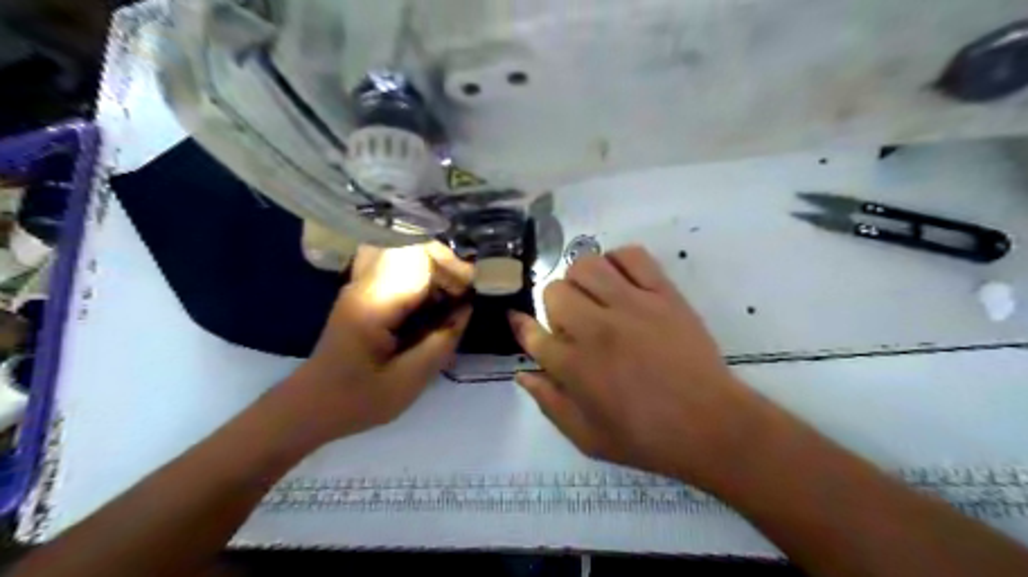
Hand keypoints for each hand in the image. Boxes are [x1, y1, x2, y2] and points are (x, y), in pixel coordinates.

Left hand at [279, 241, 473, 441]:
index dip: (453, 268)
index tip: (474, 292)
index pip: (420, 258)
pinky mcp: (366, 294)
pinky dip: (424, 281)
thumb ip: (441, 341)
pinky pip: (401, 271)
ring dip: (437, 273)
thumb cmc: (357, 400)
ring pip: (409, 255)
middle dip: (448, 266)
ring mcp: (363, 286)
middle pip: (415, 248)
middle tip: (467, 296)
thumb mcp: (408, 381)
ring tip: (456, 300)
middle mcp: (367, 283)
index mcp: (375, 302)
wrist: (309, 407)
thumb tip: (467, 309)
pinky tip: (436, 305)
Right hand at [511, 245, 762, 483]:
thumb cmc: (647, 438)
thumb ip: (549, 404)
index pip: (533, 333)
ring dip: (580, 280)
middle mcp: (597, 329)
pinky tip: (620, 281)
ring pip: (586, 265)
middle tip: (572, 324)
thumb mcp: (587, 438)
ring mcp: (632, 306)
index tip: (520, 321)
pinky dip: (618, 261)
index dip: (521, 325)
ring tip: (594, 298)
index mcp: (575, 366)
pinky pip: (632, 256)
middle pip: (555, 291)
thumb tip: (523, 374)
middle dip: (555, 308)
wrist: (711, 426)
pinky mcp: (663, 294)